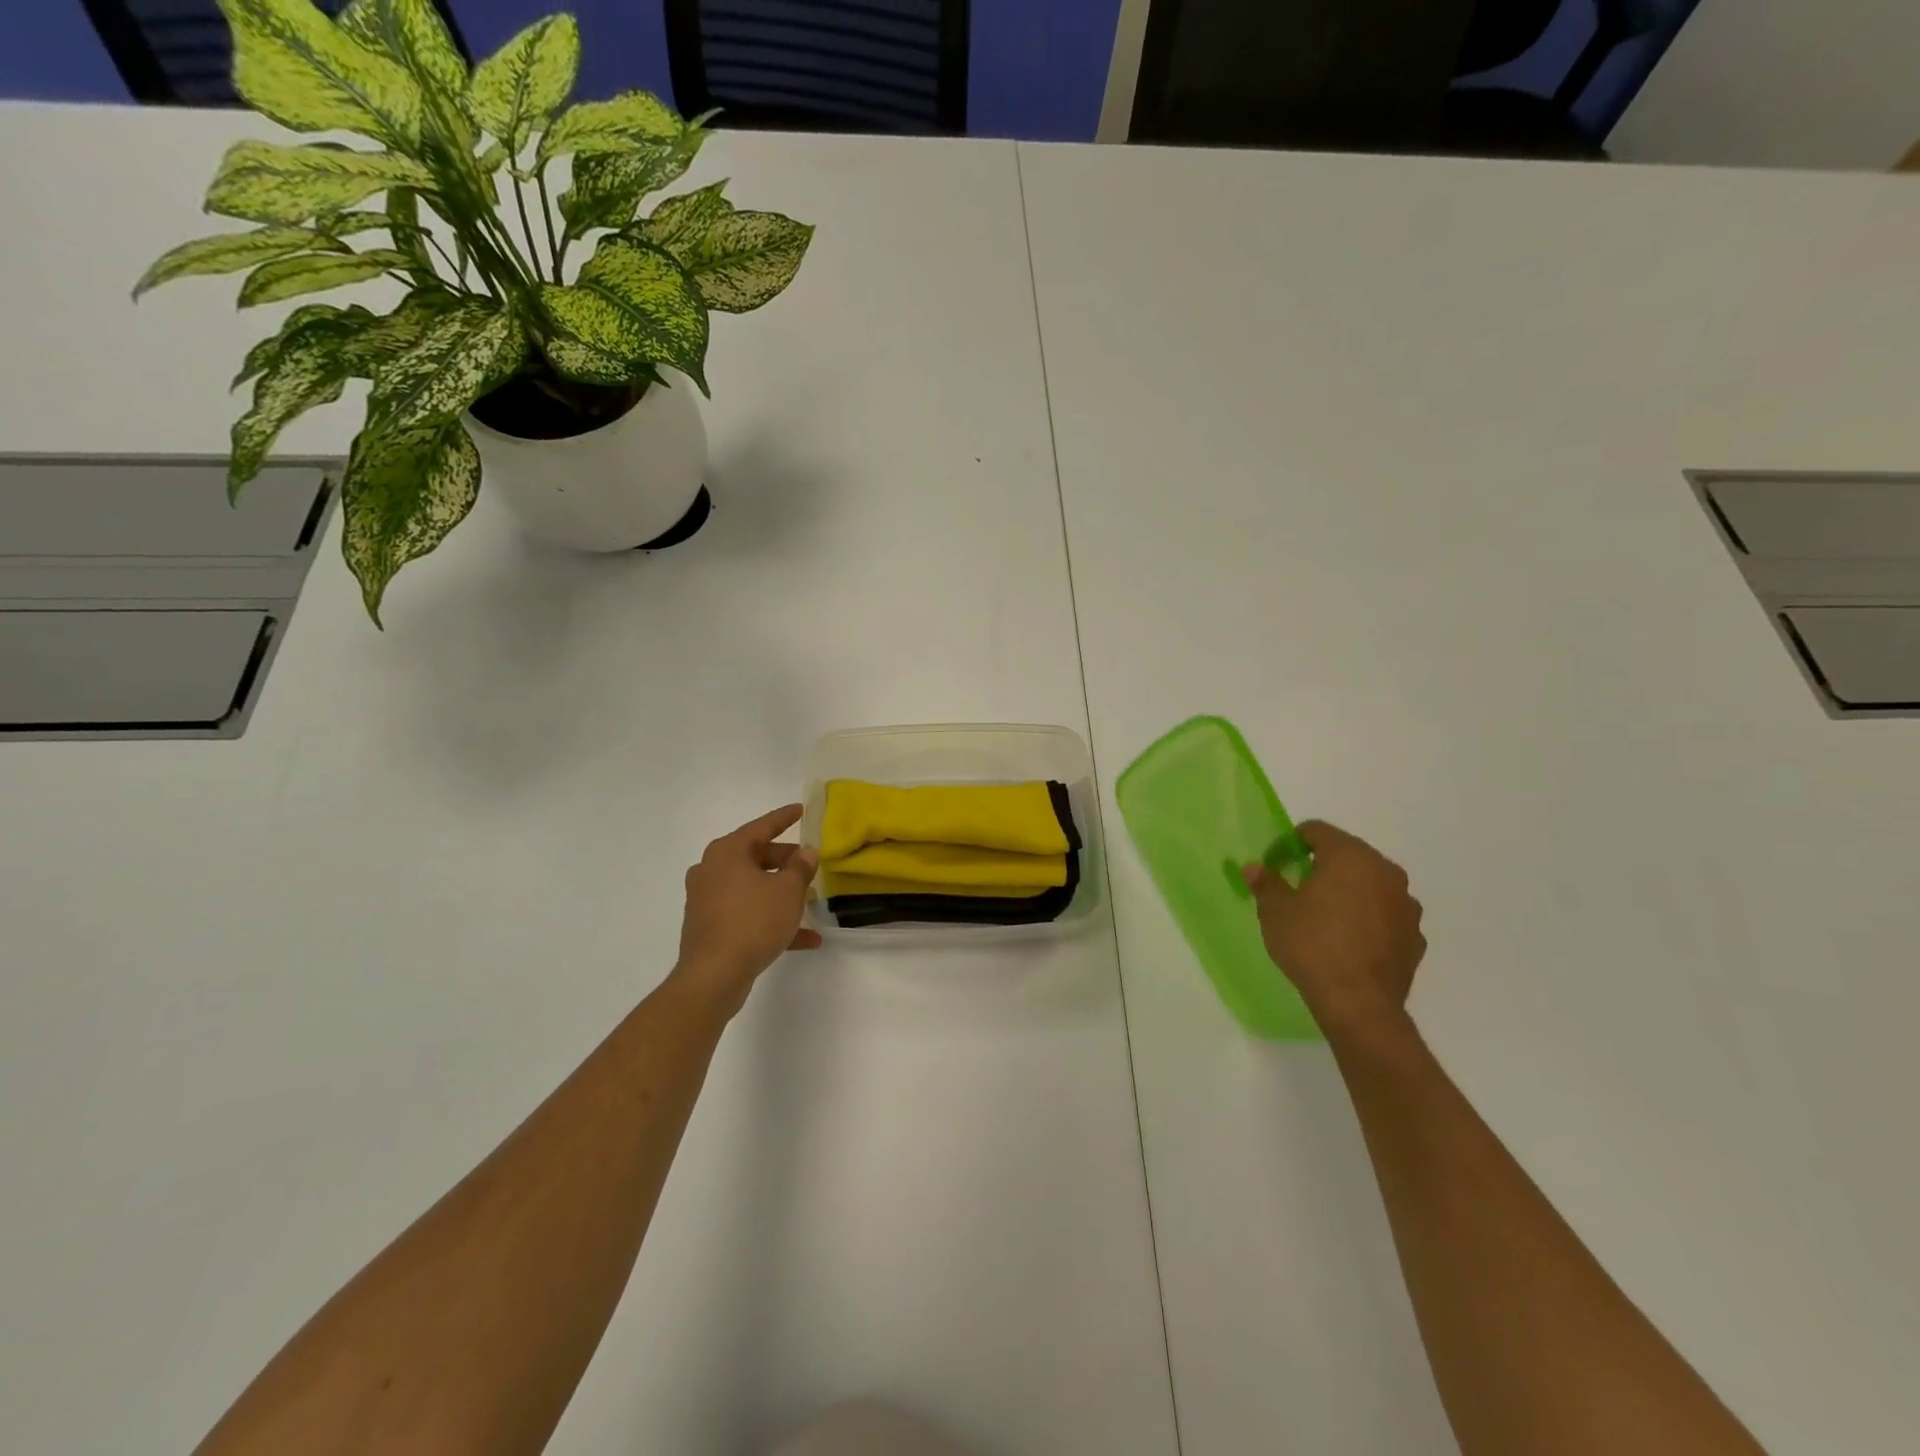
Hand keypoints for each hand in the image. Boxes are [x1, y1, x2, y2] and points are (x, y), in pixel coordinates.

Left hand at [673, 805, 821, 1018]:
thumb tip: (806, 852)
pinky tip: (804, 940)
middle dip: (785, 861)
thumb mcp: (787, 891)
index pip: (761, 826)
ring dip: (780, 894)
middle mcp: (712, 870)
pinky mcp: (709, 926)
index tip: (801, 810)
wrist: (713, 975)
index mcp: (727, 852)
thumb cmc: (753, 921)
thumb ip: (800, 868)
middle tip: (809, 864)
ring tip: (809, 902)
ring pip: (752, 887)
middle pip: (755, 857)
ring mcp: (707, 899)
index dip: (784, 818)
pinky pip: (746, 914)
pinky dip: (770, 920)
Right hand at [1243, 820, 1424, 1039]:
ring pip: (1370, 885)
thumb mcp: (1275, 911)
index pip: (1317, 831)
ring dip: (1349, 892)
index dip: (1291, 843)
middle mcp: (1386, 872)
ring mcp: (1406, 905)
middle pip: (1348, 855)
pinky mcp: (1415, 936)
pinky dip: (1368, 919)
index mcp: (1351, 857)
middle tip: (1297, 888)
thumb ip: (1266, 883)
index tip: (1276, 864)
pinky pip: (1385, 915)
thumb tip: (1255, 867)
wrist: (1358, 1003)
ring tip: (1325, 917)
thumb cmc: (1312, 945)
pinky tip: (1349, 941)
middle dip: (1322, 866)